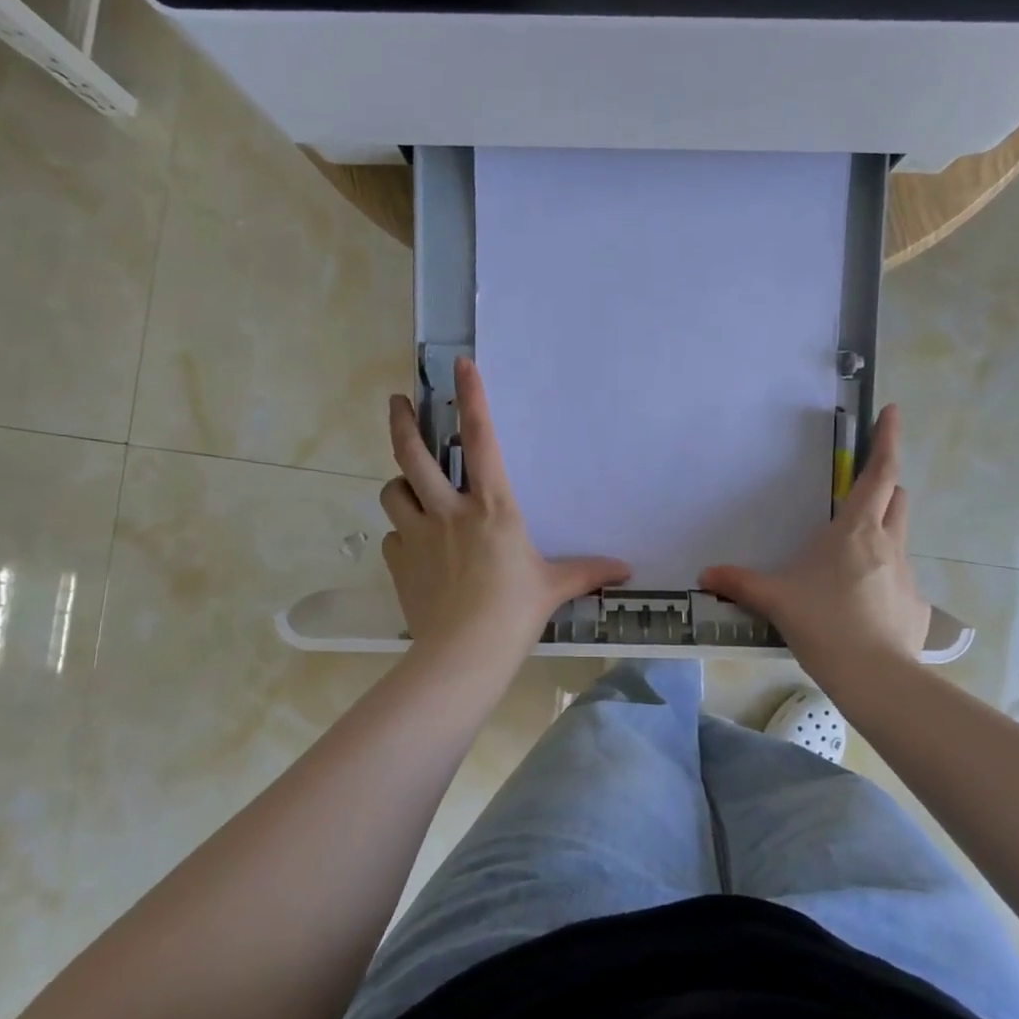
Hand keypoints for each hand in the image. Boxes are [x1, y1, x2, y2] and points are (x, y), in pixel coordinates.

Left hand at [381, 358, 630, 667]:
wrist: (463, 654)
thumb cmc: (514, 611)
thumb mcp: (554, 586)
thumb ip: (587, 571)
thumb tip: (626, 570)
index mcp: (492, 507)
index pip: (481, 440)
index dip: (472, 397)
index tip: (461, 364)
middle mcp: (448, 510)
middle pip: (412, 454)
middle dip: (402, 422)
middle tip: (398, 402)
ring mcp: (417, 535)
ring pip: (393, 491)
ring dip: (400, 485)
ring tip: (410, 490)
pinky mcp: (399, 562)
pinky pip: (393, 536)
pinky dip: (401, 535)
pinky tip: (415, 549)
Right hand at [699, 404, 930, 678]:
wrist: (875, 677)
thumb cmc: (824, 623)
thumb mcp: (775, 599)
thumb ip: (739, 583)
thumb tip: (705, 575)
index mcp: (855, 531)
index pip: (879, 473)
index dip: (886, 439)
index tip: (891, 411)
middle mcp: (887, 543)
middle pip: (897, 497)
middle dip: (886, 485)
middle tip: (863, 490)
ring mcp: (906, 574)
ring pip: (899, 536)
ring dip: (883, 530)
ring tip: (852, 555)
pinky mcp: (915, 605)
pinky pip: (899, 578)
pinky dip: (883, 577)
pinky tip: (863, 604)